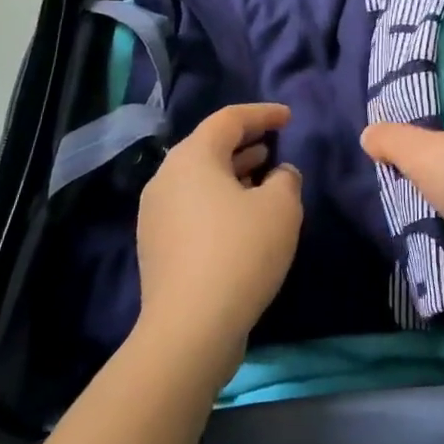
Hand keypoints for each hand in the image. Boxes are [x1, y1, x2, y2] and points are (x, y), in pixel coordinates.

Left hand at [136, 103, 302, 372]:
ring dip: (233, 172)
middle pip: (208, 146)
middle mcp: (166, 178)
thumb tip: (278, 175)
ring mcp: (155, 214)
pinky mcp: (157, 246)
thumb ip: (286, 178)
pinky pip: (192, 205)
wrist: (190, 329)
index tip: (288, 118)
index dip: (262, 114)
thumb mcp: (281, 206)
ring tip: (264, 175)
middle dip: (245, 142)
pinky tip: (244, 216)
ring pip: (199, 178)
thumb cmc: (240, 252)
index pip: (229, 119)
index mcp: (192, 157)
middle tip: (275, 143)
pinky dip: (219, 199)